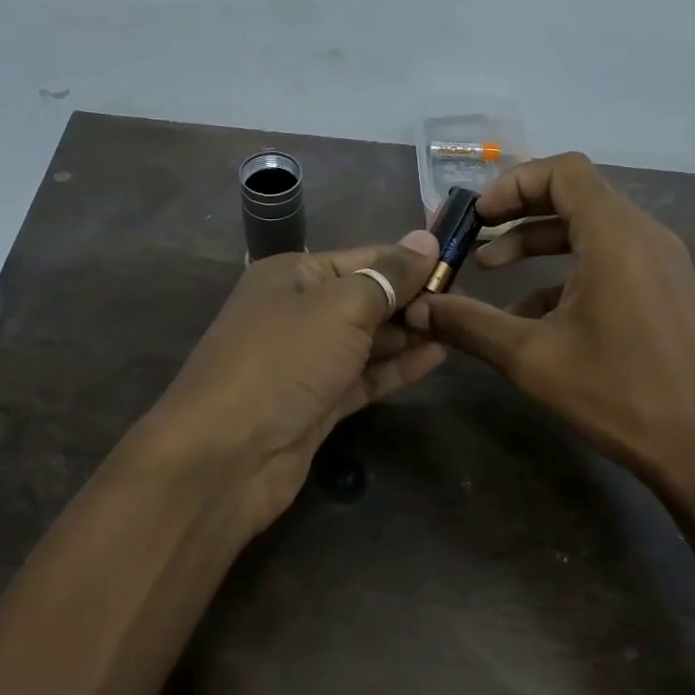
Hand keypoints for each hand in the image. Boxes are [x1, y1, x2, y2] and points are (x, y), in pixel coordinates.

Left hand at [139, 230, 443, 545]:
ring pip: (368, 340)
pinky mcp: (318, 404)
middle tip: (466, 302)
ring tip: (460, 326)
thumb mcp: (340, 306)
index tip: (459, 264)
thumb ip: (387, 276)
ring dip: (410, 333)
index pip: (364, 258)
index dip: (410, 261)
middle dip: (413, 298)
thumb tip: (426, 239)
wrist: (227, 455)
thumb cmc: (284, 360)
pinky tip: (438, 356)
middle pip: (367, 298)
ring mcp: (308, 362)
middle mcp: (298, 313)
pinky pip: (365, 377)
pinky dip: (398, 367)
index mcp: (293, 275)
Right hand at [405, 153, 694, 497]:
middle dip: (520, 215)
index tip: (477, 217)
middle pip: (576, 197)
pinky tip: (536, 314)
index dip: (513, 183)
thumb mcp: (531, 357)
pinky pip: (611, 260)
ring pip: (593, 230)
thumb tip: (420, 309)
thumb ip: (471, 324)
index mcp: (615, 236)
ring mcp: (661, 263)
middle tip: (477, 239)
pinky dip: (569, 272)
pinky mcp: (666, 291)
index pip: (563, 172)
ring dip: (541, 245)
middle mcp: (644, 236)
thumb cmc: (616, 392)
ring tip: (495, 273)